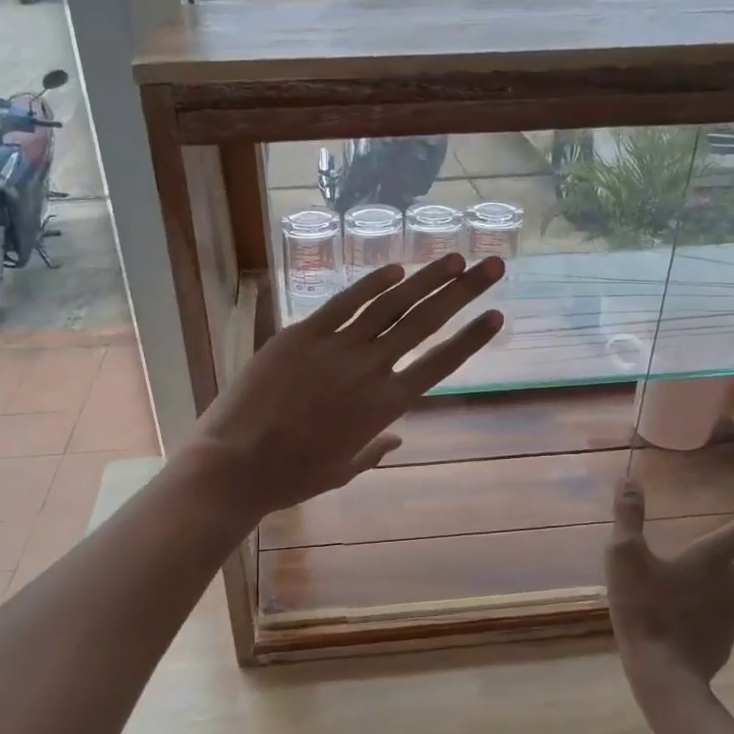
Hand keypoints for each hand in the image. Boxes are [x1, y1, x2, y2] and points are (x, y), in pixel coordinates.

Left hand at [186, 255, 504, 518]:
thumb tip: (397, 438)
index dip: (471, 338)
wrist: (237, 463)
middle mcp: (370, 369)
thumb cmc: (292, 475)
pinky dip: (371, 282)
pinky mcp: (301, 334)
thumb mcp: (343, 468)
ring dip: (426, 279)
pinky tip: (395, 268)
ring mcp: (335, 347)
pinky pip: (343, 301)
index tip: (497, 315)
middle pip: (425, 323)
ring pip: (390, 305)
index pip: (440, 363)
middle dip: (463, 292)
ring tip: (453, 258)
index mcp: (385, 406)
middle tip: (492, 266)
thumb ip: (375, 448)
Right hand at [605, 480, 733, 697]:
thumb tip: (628, 480)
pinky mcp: (724, 637)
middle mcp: (731, 582)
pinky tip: (702, 606)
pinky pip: (732, 611)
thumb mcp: (624, 556)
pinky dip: (724, 602)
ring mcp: (731, 613)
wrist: (663, 671)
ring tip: (724, 569)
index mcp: (710, 558)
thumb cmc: (644, 608)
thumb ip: (627, 517)